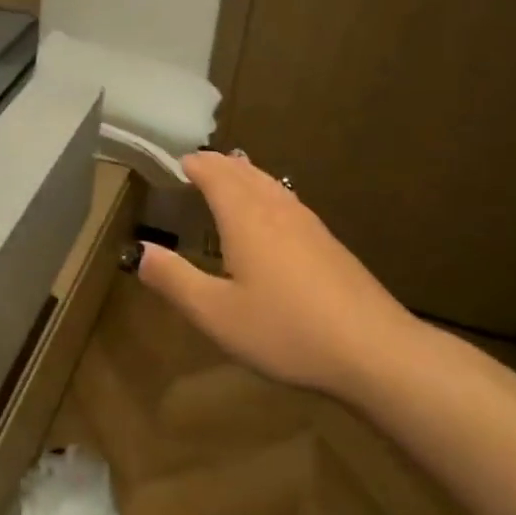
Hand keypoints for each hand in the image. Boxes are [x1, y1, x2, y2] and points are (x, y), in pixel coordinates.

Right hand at [131, 151, 419, 396]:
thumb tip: (140, 251)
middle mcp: (278, 211)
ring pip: (271, 185)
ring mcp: (310, 226)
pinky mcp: (330, 245)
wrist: (375, 351)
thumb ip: (174, 280)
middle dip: (220, 165)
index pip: (217, 175)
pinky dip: (268, 193)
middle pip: (245, 173)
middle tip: (199, 164)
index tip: (179, 162)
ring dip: (246, 175)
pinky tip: (274, 216)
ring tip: (232, 176)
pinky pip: (288, 202)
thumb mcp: (215, 314)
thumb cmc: (286, 330)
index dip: (196, 165)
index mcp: (246, 219)